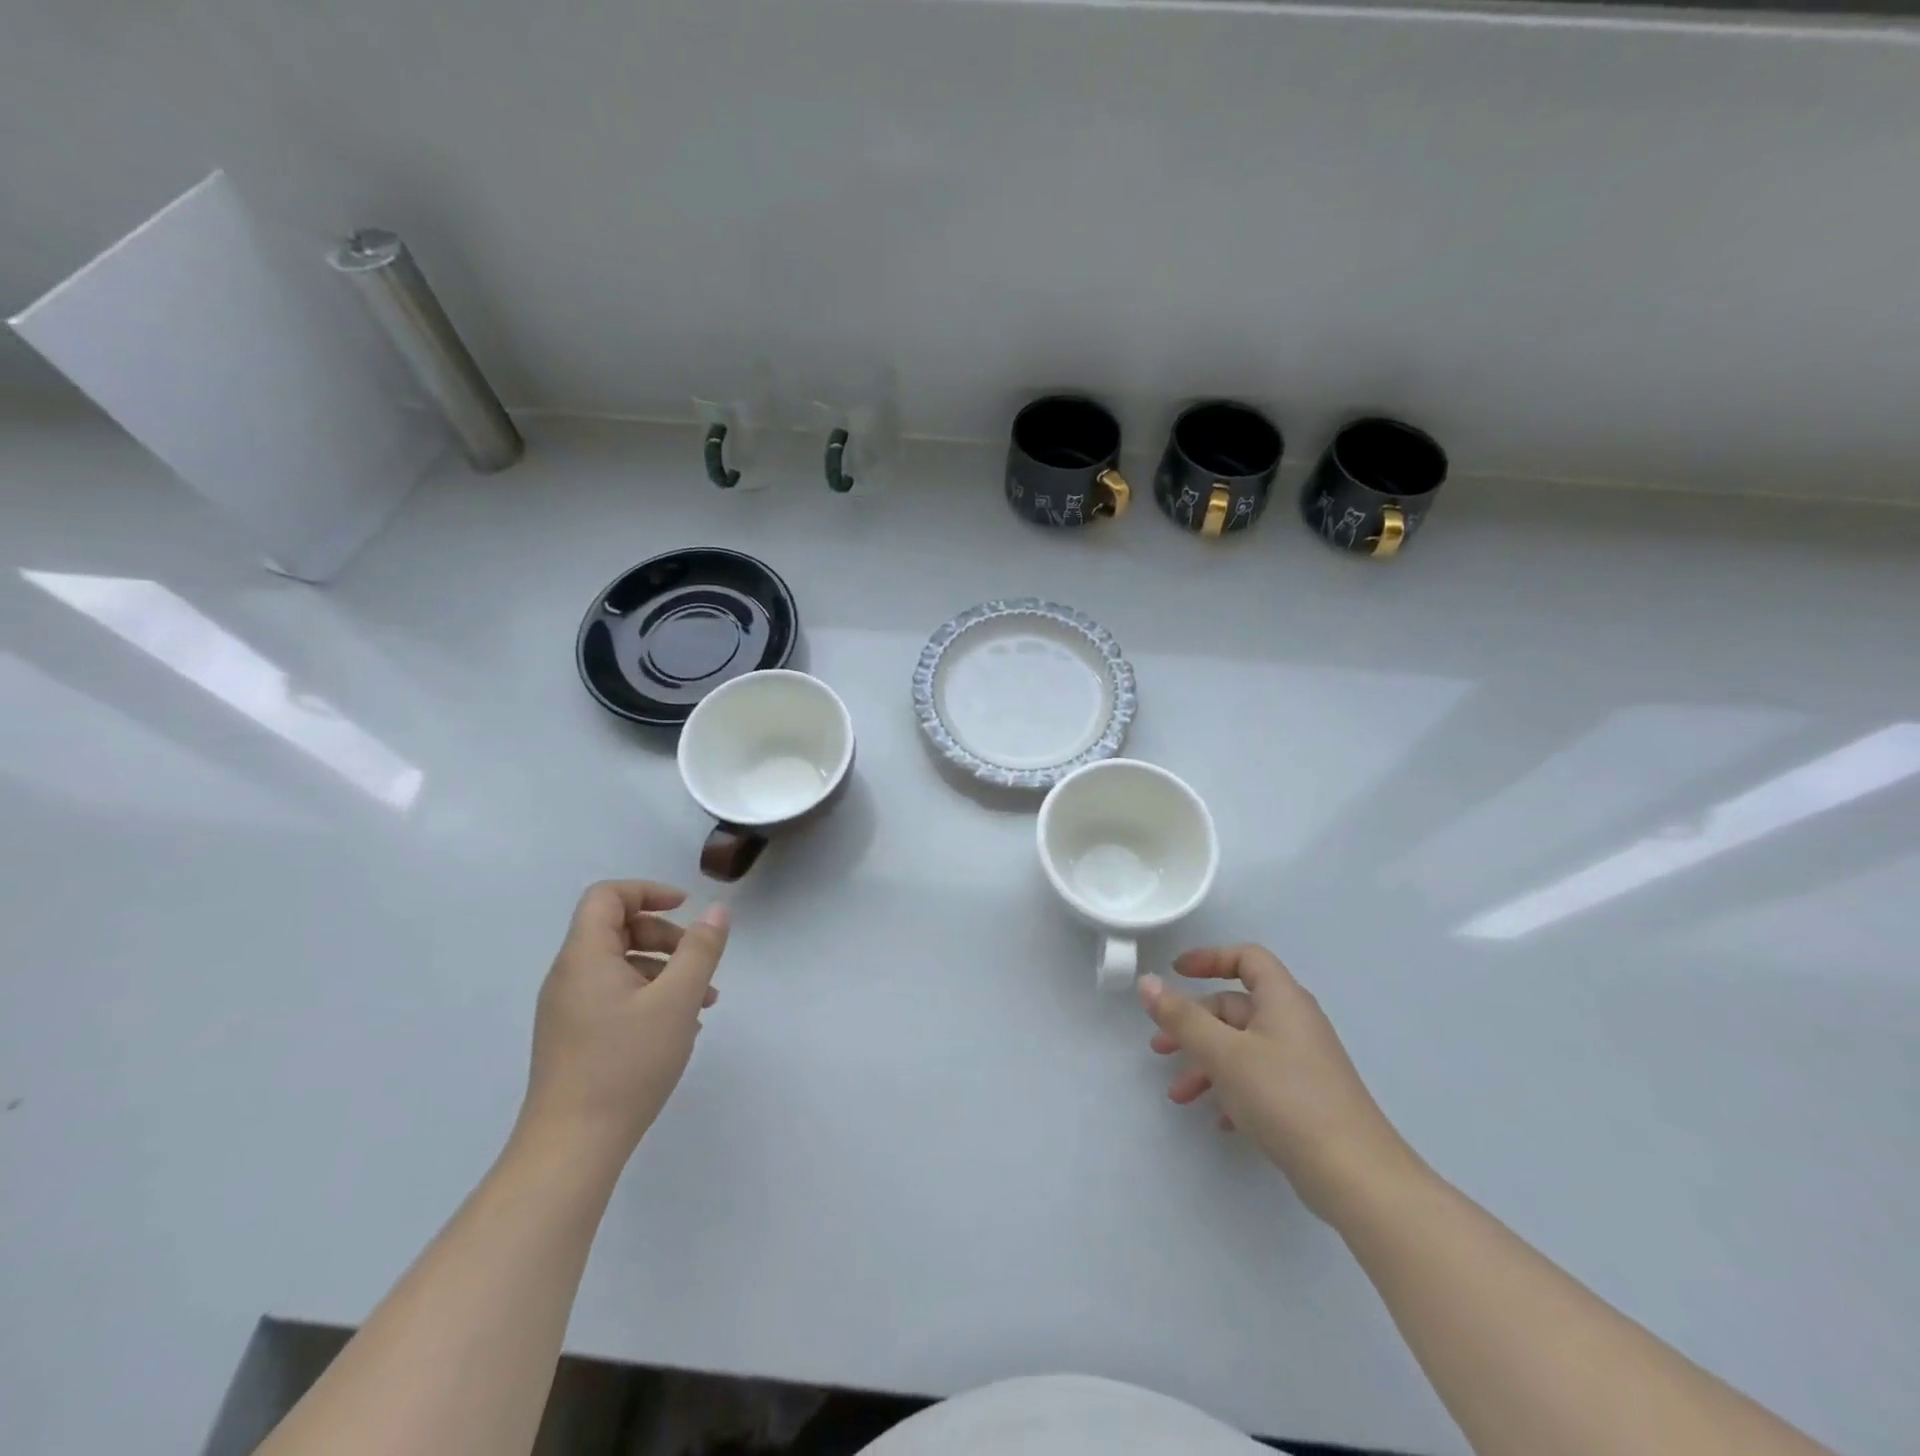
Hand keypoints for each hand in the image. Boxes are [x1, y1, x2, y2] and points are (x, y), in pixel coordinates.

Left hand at [518, 881, 729, 1166]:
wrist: (570, 1149)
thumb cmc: (626, 1064)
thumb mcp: (677, 1000)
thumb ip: (700, 950)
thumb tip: (717, 910)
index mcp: (585, 957)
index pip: (607, 896)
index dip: (648, 891)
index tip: (686, 908)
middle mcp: (569, 976)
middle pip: (617, 929)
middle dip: (665, 936)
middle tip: (699, 962)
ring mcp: (568, 1009)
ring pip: (620, 966)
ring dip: (664, 970)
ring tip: (703, 1002)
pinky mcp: (574, 1038)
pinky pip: (614, 996)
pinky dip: (649, 996)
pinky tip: (678, 1027)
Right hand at [1141, 945, 1418, 1224]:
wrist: (1355, 1176)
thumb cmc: (1285, 1098)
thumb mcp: (1223, 1054)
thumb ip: (1182, 1017)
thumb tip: (1147, 982)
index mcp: (1282, 999)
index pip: (1246, 958)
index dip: (1209, 959)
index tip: (1175, 973)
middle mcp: (1294, 1023)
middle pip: (1236, 1007)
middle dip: (1194, 1025)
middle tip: (1160, 1049)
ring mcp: (1302, 1062)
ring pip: (1243, 1047)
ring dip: (1206, 1064)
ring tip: (1179, 1094)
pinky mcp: (1306, 1098)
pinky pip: (1259, 1079)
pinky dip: (1231, 1090)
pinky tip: (1216, 1119)